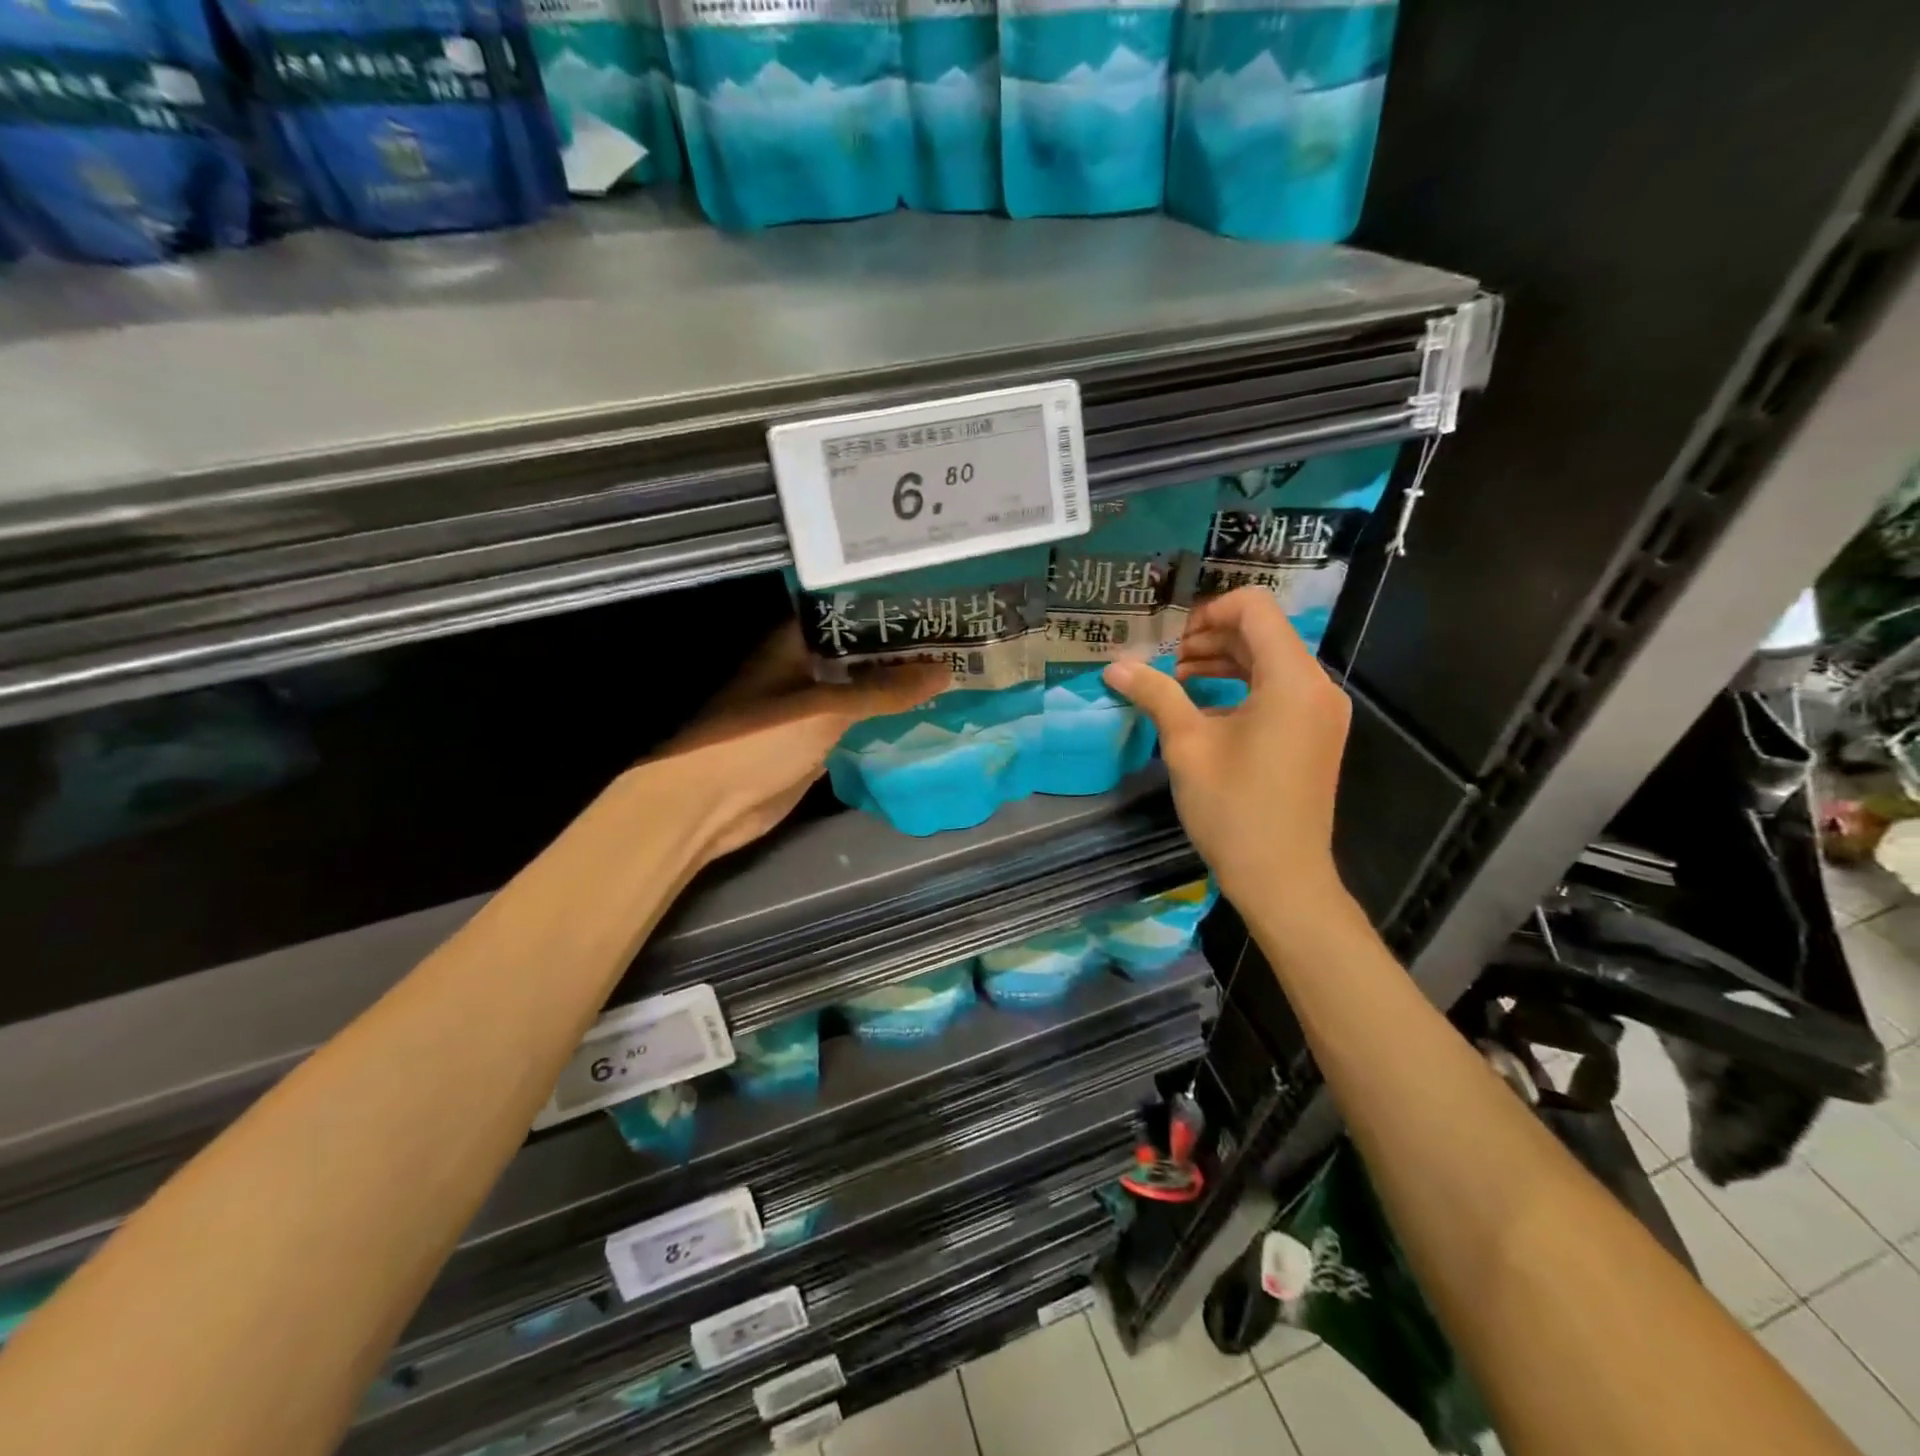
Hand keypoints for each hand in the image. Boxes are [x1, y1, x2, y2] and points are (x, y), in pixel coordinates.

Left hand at [654, 621, 946, 863]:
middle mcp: (803, 668)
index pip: (848, 613)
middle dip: (901, 651)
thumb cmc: (759, 740)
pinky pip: (856, 725)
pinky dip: (883, 722)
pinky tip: (923, 717)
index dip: (889, 608)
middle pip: (859, 654)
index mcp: (794, 642)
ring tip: (953, 675)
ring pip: (860, 691)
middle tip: (957, 643)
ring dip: (895, 688)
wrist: (709, 804)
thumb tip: (943, 671)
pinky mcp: (814, 743)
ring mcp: (808, 708)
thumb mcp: (825, 708)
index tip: (935, 606)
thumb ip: (883, 690)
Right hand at [1101, 588, 1350, 903]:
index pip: (1255, 607)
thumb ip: (1156, 694)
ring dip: (1223, 661)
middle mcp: (1316, 685)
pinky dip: (1242, 687)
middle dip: (1210, 637)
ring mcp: (1321, 711)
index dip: (1208, 611)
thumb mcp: (1187, 746)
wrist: (1282, 877)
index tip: (1170, 641)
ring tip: (1177, 681)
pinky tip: (1204, 708)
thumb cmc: (1233, 809)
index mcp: (1291, 679)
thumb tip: (1114, 667)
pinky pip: (1279, 690)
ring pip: (1270, 661)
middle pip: (1262, 632)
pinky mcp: (1316, 733)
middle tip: (1165, 661)